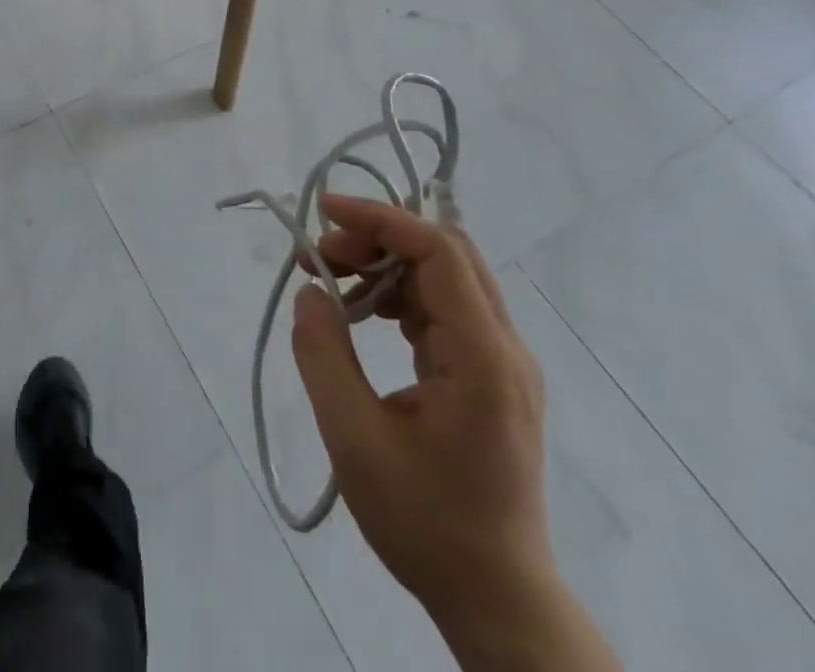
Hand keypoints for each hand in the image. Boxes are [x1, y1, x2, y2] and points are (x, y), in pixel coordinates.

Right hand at [290, 196, 551, 626]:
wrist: (497, 601)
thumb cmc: (425, 523)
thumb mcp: (354, 438)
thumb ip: (323, 353)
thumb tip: (310, 292)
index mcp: (482, 357)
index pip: (438, 250)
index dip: (380, 218)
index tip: (324, 212)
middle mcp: (504, 348)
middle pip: (445, 253)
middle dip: (377, 236)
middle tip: (319, 255)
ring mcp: (502, 362)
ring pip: (443, 277)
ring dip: (384, 265)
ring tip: (328, 280)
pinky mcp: (489, 376)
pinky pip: (443, 309)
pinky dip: (397, 295)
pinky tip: (360, 315)